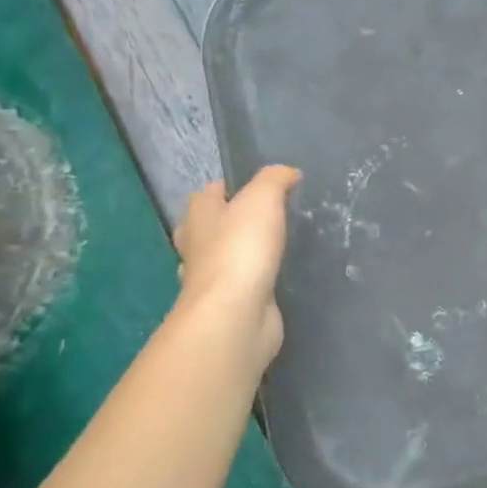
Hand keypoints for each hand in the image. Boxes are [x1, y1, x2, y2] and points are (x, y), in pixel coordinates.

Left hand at [171, 165, 300, 371]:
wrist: (235, 314)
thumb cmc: (241, 249)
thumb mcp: (262, 199)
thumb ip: (275, 180)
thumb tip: (288, 173)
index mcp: (199, 218)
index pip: (206, 195)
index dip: (227, 188)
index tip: (256, 188)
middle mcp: (198, 248)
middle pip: (207, 228)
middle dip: (227, 222)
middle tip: (262, 219)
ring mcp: (211, 281)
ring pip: (222, 260)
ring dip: (238, 255)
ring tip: (271, 248)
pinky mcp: (230, 306)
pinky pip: (241, 287)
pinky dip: (252, 282)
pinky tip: (272, 279)